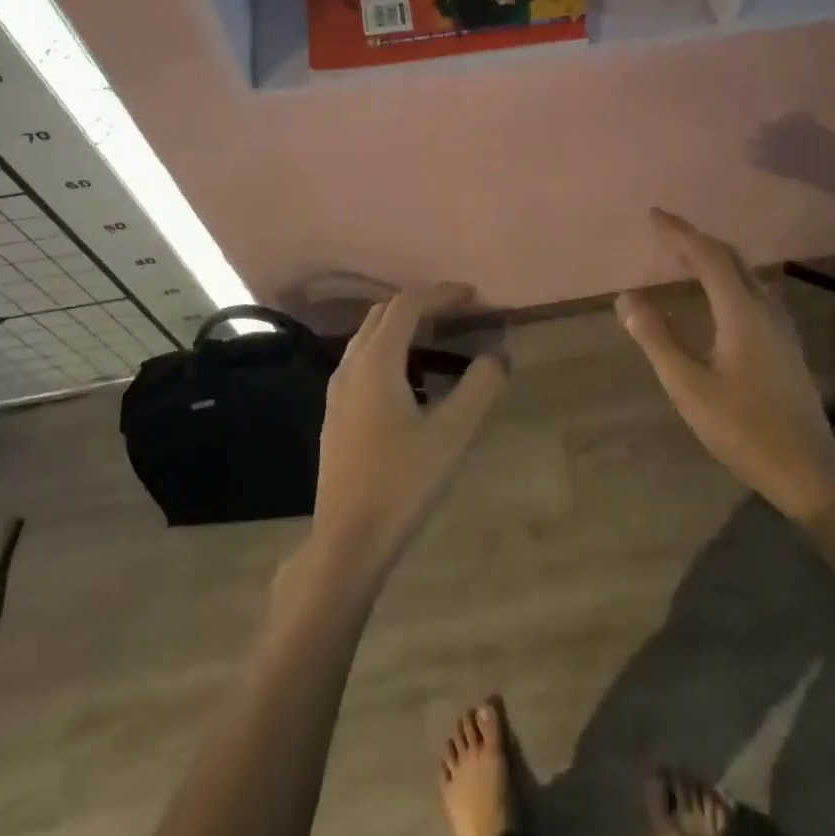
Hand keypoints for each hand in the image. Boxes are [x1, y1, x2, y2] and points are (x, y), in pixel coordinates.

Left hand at [310, 284, 506, 579]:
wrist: (348, 540)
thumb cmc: (402, 482)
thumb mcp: (452, 433)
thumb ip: (479, 387)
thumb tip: (499, 355)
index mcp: (376, 363)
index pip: (406, 306)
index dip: (440, 294)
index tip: (472, 296)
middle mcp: (350, 367)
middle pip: (382, 315)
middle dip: (421, 306)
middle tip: (458, 313)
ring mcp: (337, 392)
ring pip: (369, 339)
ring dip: (403, 329)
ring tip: (441, 343)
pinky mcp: (336, 415)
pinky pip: (363, 363)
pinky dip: (391, 354)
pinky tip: (414, 384)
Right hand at [617, 210, 834, 520]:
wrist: (808, 469)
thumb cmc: (743, 428)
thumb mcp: (688, 387)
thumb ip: (657, 339)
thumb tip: (628, 299)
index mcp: (741, 312)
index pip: (708, 256)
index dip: (680, 232)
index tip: (654, 215)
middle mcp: (765, 309)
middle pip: (732, 258)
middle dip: (697, 239)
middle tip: (665, 232)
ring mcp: (781, 326)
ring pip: (747, 274)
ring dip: (715, 258)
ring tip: (686, 257)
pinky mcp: (786, 344)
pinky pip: (754, 291)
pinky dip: (729, 278)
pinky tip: (719, 296)